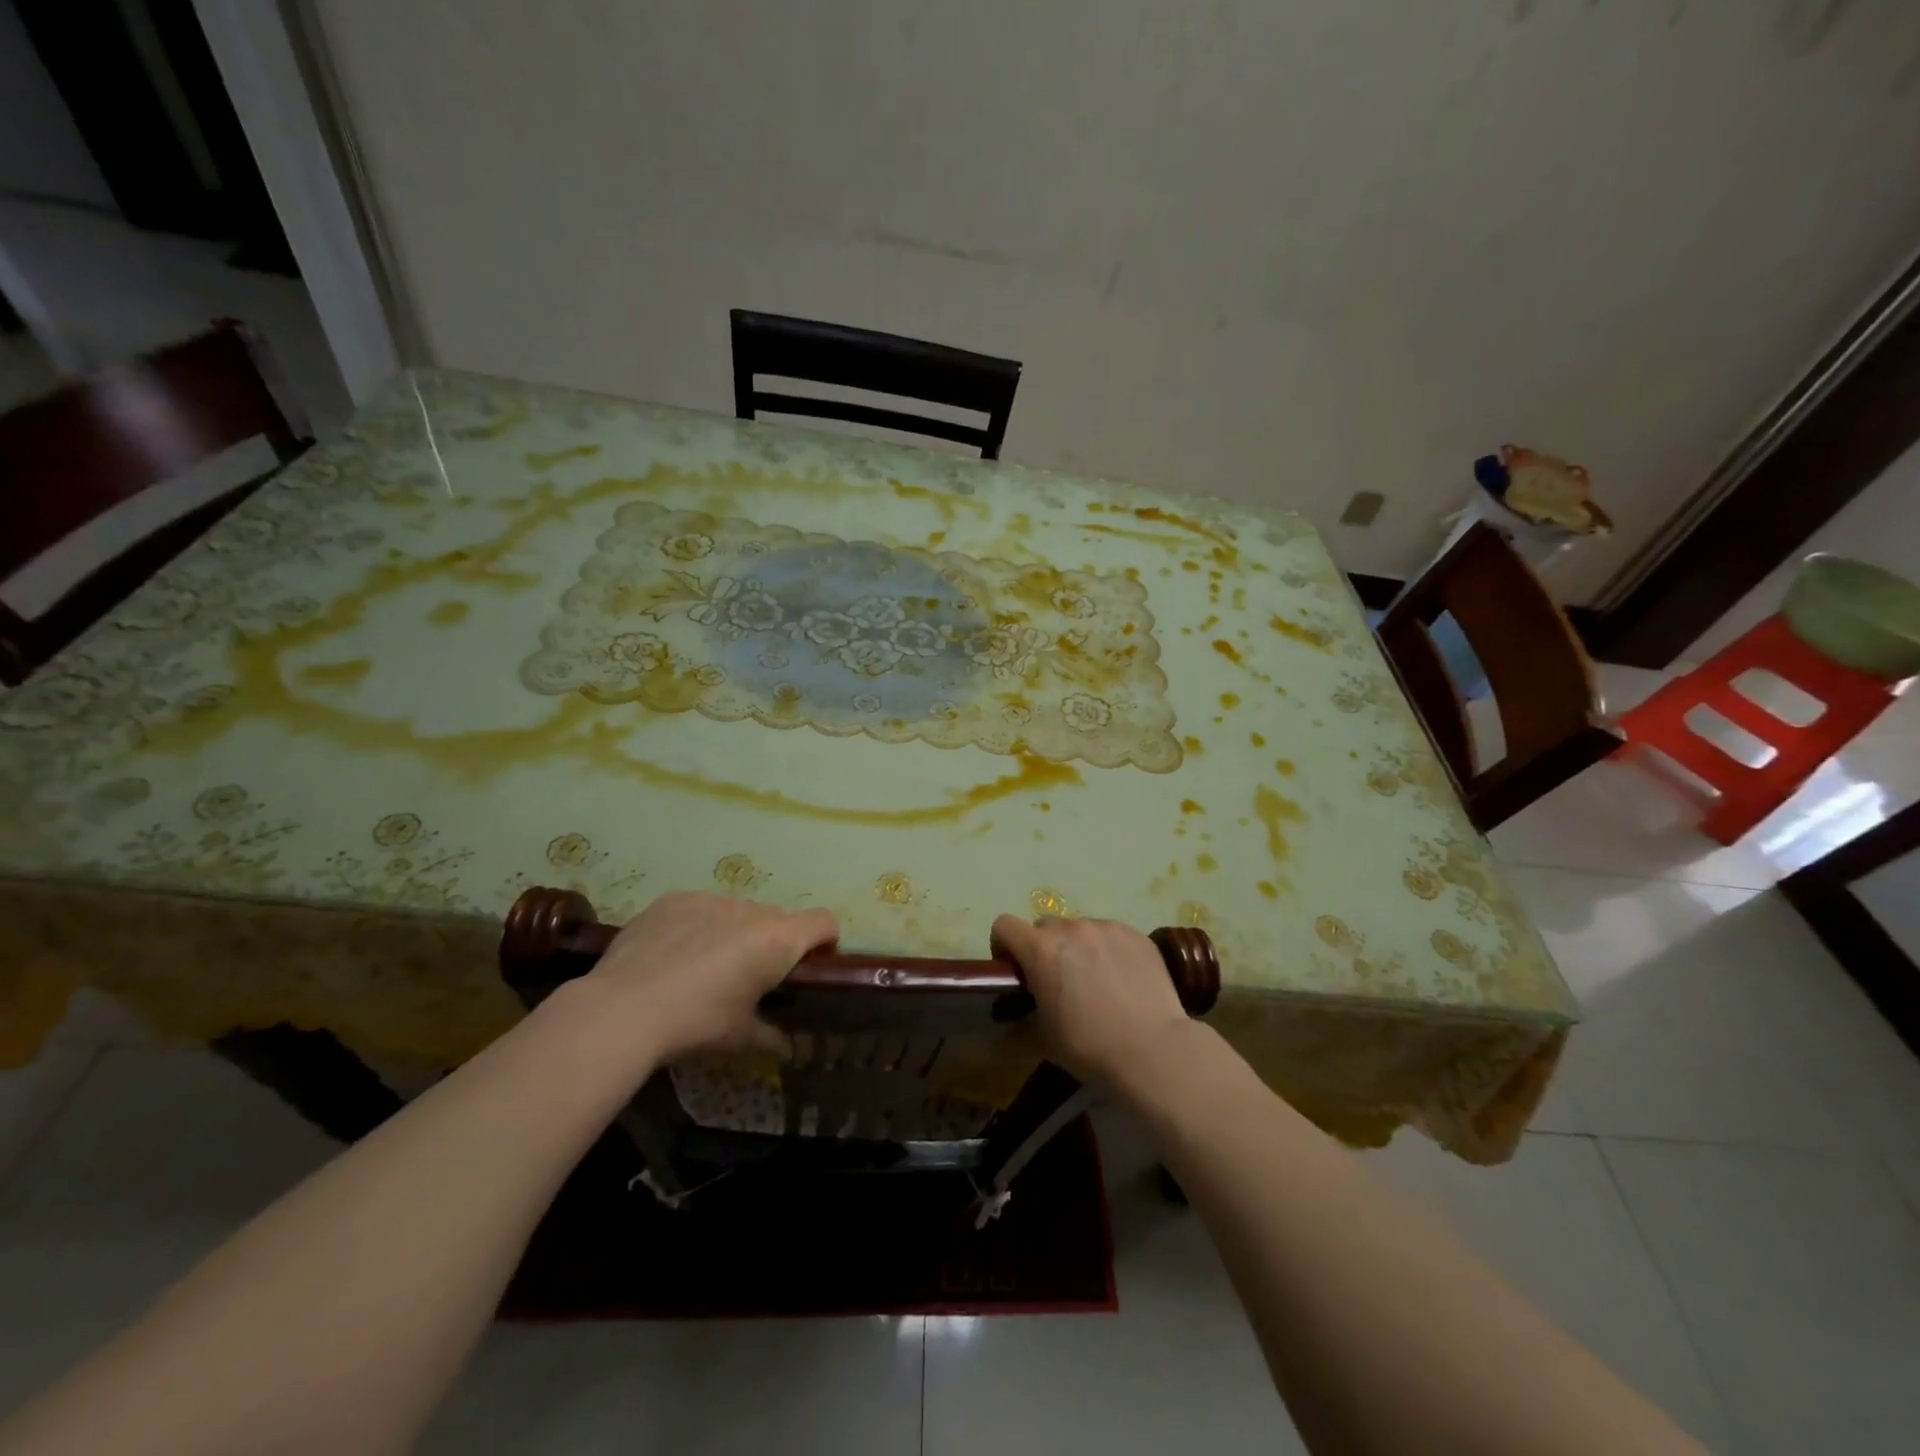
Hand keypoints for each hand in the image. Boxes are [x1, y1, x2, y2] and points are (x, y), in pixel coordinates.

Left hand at [578, 892, 838, 1063]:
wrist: (623, 1008)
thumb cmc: (696, 1023)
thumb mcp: (738, 1037)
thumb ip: (769, 1037)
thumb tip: (786, 1049)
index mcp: (778, 940)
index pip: (824, 921)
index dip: (824, 940)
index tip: (810, 964)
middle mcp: (751, 911)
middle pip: (777, 919)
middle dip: (771, 943)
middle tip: (748, 977)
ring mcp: (711, 899)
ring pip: (737, 912)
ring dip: (733, 933)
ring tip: (702, 967)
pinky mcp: (674, 899)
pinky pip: (699, 908)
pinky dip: (697, 926)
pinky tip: (671, 955)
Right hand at [990, 914, 1189, 1084]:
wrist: (1153, 1050)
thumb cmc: (1089, 1047)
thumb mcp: (1043, 1039)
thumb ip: (1023, 1017)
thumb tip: (1015, 1016)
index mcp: (1040, 949)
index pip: (1004, 926)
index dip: (1004, 946)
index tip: (1016, 971)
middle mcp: (1071, 928)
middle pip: (1044, 926)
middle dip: (1044, 949)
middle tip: (1058, 981)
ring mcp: (1106, 927)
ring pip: (1080, 929)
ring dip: (1078, 948)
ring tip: (1096, 981)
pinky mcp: (1135, 934)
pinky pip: (1110, 935)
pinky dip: (1108, 950)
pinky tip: (1123, 980)